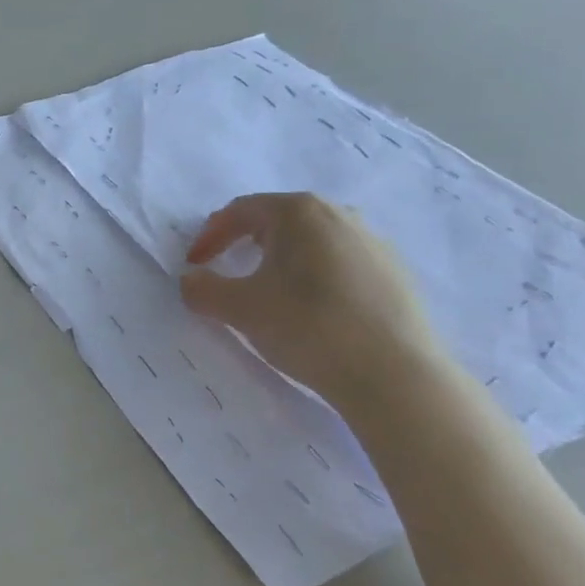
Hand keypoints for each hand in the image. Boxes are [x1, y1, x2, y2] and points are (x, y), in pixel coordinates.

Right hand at [179, 191, 443, 405]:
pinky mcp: (394, 273)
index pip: (240, 211)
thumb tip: (190, 279)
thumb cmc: (307, 326)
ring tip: (268, 290)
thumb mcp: (239, 308)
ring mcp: (373, 242)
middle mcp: (339, 214)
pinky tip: (311, 310)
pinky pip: (339, 263)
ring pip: (311, 241)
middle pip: (278, 220)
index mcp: (299, 212)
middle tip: (226, 267)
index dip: (210, 235)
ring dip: (281, 259)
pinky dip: (314, 276)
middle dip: (245, 241)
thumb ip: (202, 289)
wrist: (393, 374)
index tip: (194, 264)